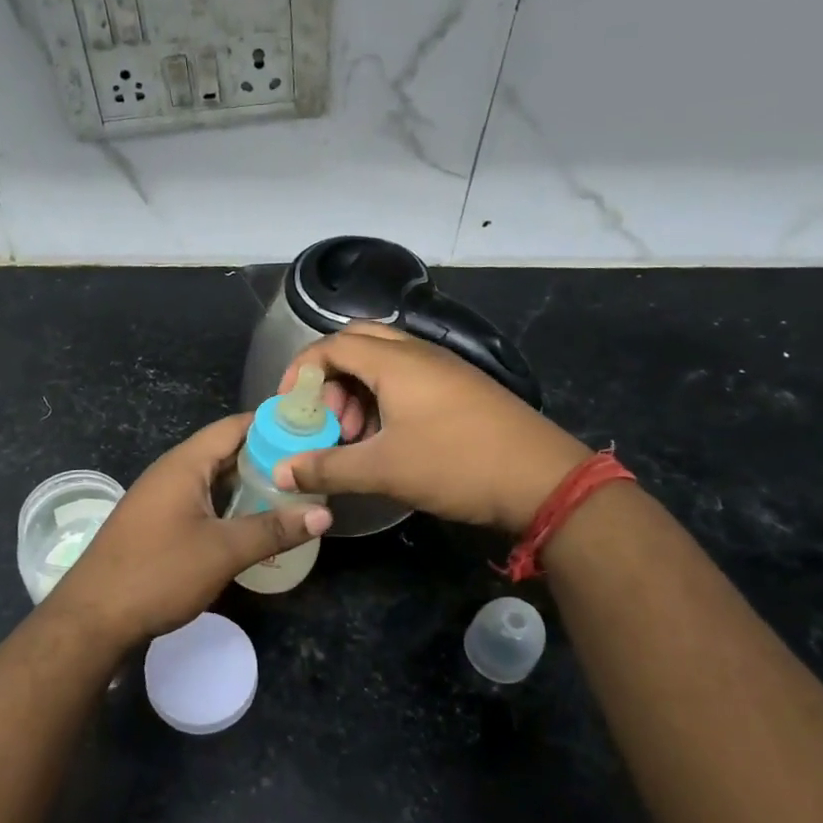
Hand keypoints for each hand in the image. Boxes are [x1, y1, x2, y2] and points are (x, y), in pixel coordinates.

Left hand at [46, 413, 330, 648]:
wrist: (92, 618)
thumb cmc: (158, 573)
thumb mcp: (223, 551)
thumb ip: (274, 529)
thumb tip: (325, 512)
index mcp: (185, 463)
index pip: (235, 426)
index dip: (275, 425)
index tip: (314, 431)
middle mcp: (172, 472)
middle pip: (226, 451)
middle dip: (268, 458)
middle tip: (313, 469)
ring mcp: (162, 498)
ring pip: (215, 480)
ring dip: (250, 486)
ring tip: (294, 496)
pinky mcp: (159, 524)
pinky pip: (202, 502)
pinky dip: (230, 507)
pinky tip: (255, 525)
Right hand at [274, 324, 590, 533]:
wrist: (542, 479)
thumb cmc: (455, 464)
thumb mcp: (383, 470)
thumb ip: (326, 467)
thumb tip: (279, 472)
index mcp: (394, 361)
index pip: (331, 345)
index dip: (301, 371)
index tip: (290, 406)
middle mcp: (417, 353)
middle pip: (357, 344)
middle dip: (330, 378)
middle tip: (326, 418)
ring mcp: (443, 368)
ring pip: (384, 362)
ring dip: (358, 391)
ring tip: (356, 436)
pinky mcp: (460, 387)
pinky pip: (408, 377)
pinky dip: (384, 398)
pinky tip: (388, 439)